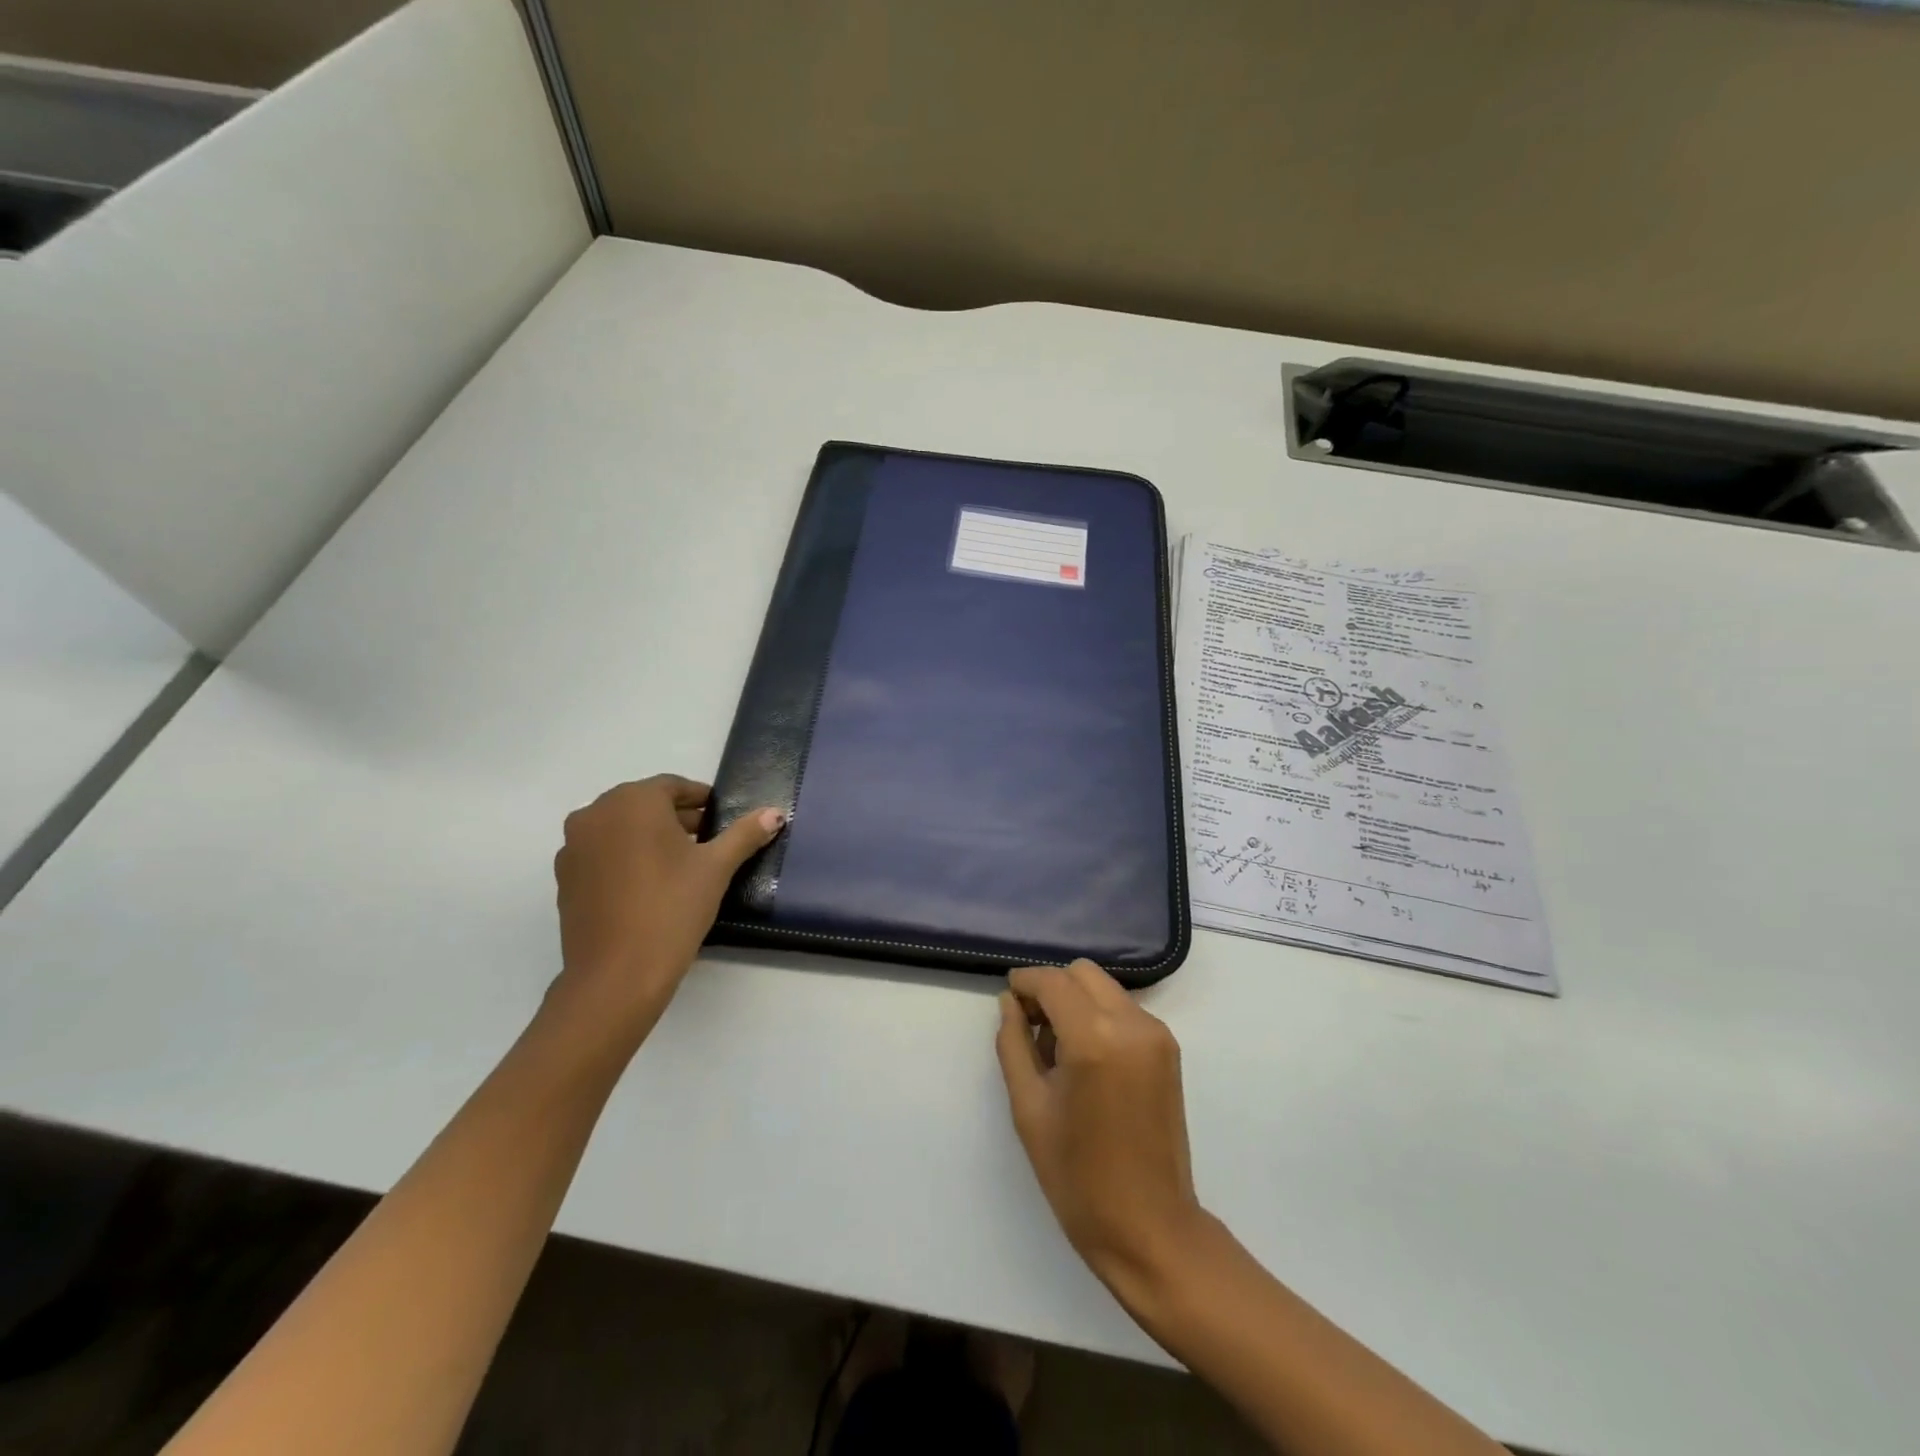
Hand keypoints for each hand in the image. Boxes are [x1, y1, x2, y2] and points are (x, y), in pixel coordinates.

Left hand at [549, 776, 782, 1043]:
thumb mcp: (717, 868)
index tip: (721, 817)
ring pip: (620, 829)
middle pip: (643, 805)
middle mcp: (596, 814)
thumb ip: (745, 834)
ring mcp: (574, 847)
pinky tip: (648, 886)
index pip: (673, 786)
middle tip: (707, 841)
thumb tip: (775, 813)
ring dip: (649, 837)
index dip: (700, 799)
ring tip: (680, 865)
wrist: (616, 975)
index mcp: (633, 802)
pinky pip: (601, 854)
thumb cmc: (672, 908)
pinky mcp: (564, 878)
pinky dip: (625, 858)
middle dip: (676, 818)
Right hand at [995, 960, 1205, 1300]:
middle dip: (1051, 988)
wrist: (1150, 1228)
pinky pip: (1124, 1010)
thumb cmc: (1078, 1176)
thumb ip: (1014, 1043)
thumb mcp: (1029, 1107)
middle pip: (1082, 974)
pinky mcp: (1169, 1049)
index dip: (1025, 982)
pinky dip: (1099, 1015)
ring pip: (1105, 988)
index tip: (1007, 998)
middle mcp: (1132, 1024)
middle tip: (1030, 1025)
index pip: (1053, 982)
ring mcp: (1156, 1034)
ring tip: (1058, 1048)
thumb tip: (1009, 1002)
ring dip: (1076, 1000)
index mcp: (1094, 1038)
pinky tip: (1086, 1058)